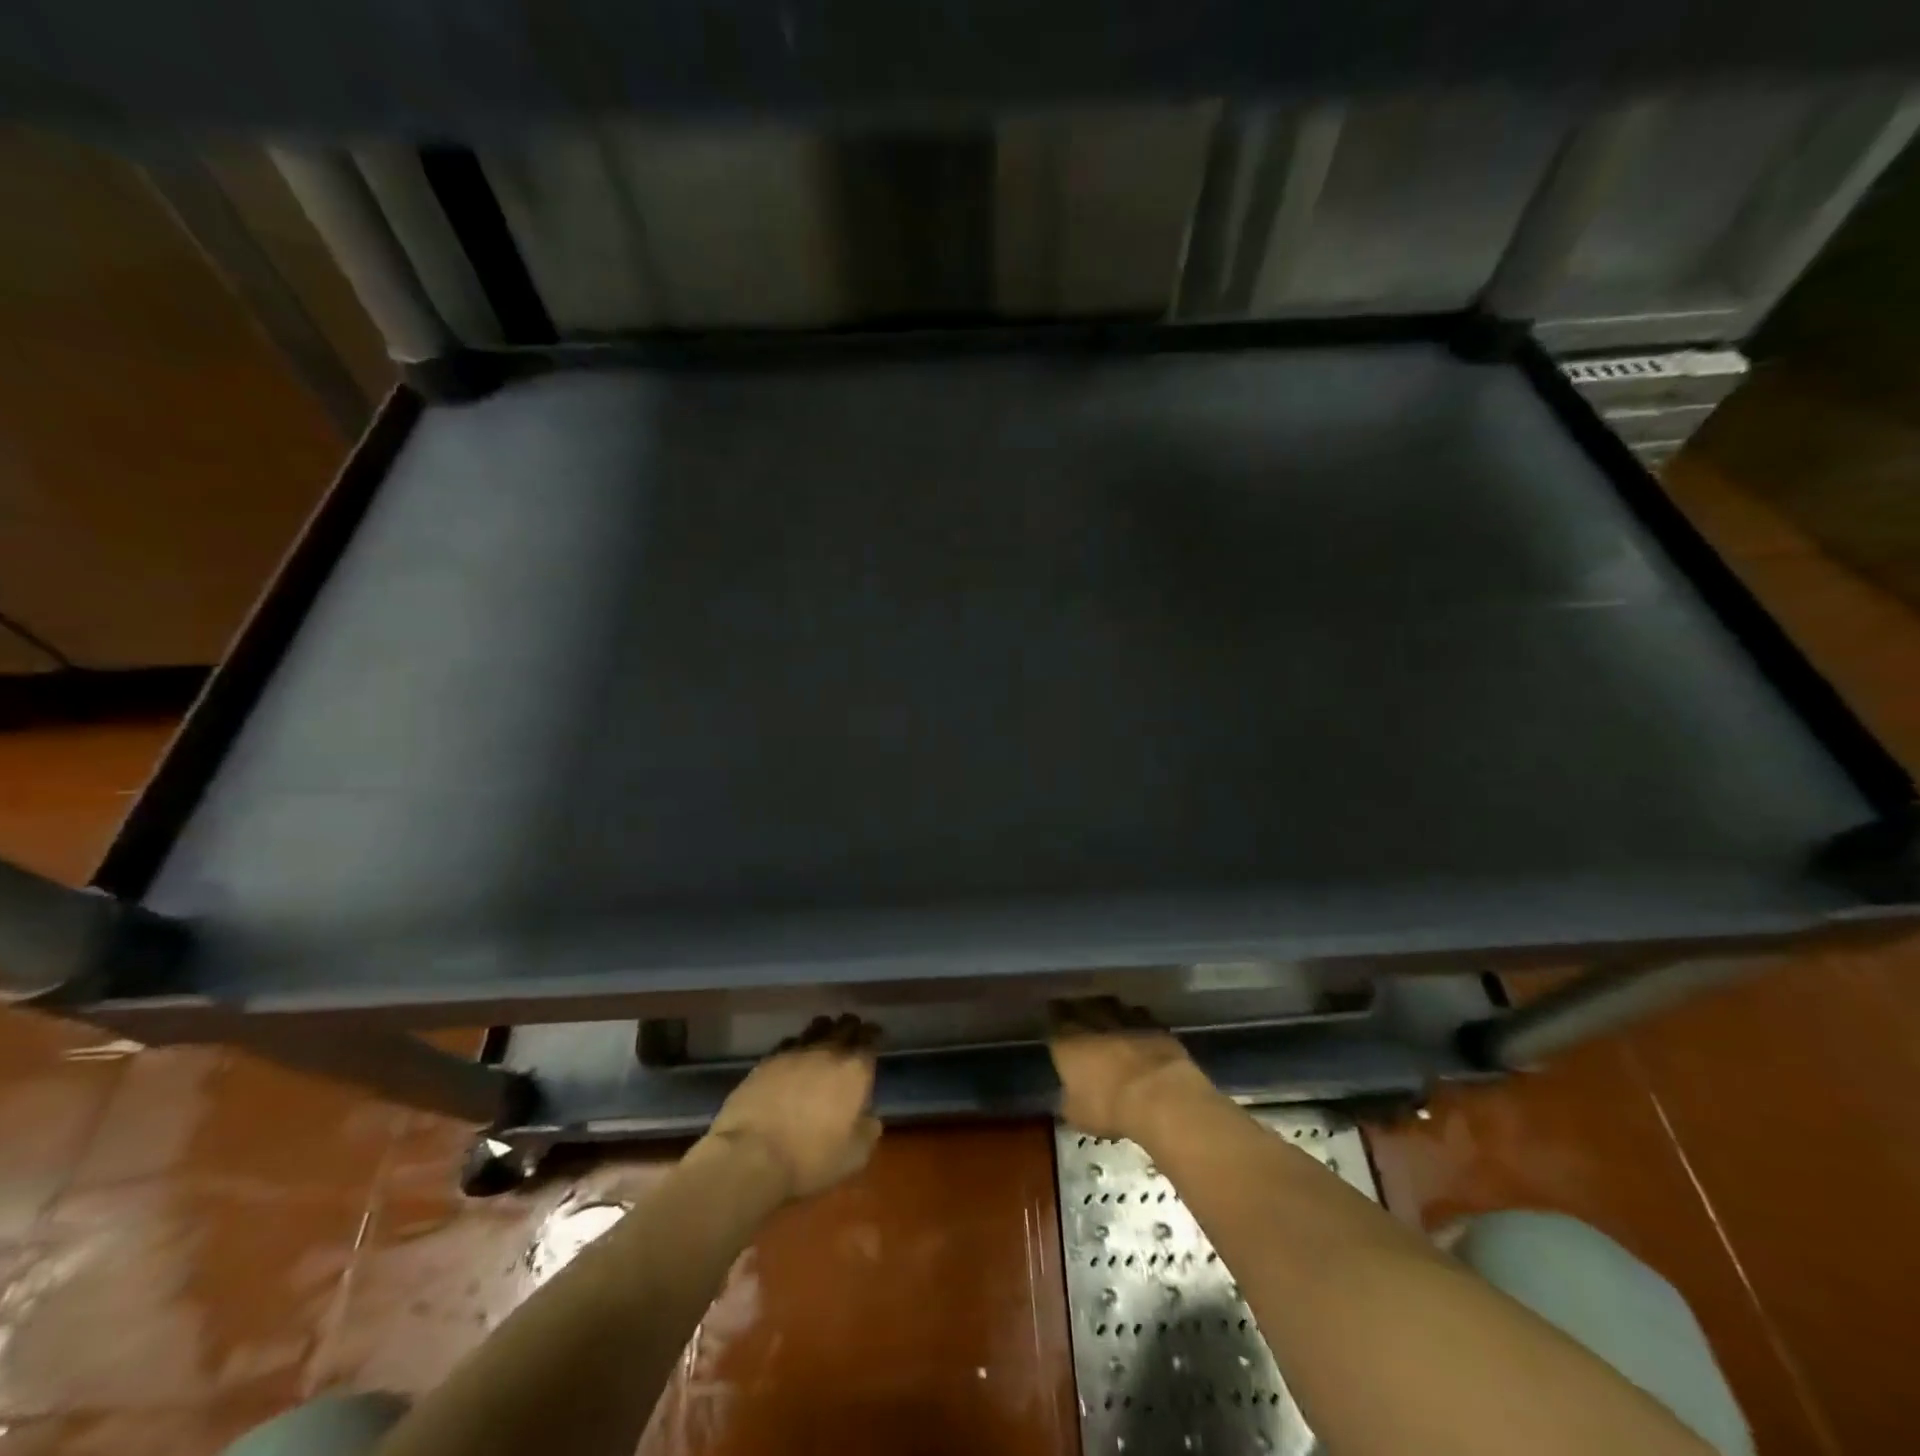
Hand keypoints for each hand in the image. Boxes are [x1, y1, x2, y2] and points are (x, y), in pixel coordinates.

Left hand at [705, 1014, 882, 1201]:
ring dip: (825, 1031)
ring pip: (817, 1027)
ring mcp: (795, 1051)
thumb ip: (868, 1131)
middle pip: (845, 1025)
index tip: (876, 1037)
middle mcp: (828, 1051)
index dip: (875, 1035)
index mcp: (854, 1070)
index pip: (871, 1038)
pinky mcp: (767, 1059)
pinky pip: (790, 1042)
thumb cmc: (810, 1158)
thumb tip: (870, 1117)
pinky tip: (794, 1057)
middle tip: (854, 1036)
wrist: (751, 1155)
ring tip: (825, 1041)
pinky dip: (797, 1046)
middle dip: (852, 1028)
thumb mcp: (853, 1157)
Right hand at [1048, 997, 1212, 1141]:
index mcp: (1068, 1041)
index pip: (1055, 1020)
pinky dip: (1136, 1020)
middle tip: (1079, 1013)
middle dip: (1079, 1009)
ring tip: (1107, 1015)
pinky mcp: (1154, 1025)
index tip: (1054, 1018)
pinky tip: (1137, 1026)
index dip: (1054, 1019)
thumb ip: (1068, 1101)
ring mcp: (1125, 1019)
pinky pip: (1139, 1016)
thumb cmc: (1109, 1107)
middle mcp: (1093, 1022)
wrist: (1158, 1094)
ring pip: (1111, 1005)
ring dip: (1108, 1010)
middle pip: (1082, 1007)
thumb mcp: (1077, 1114)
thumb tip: (1065, 1098)